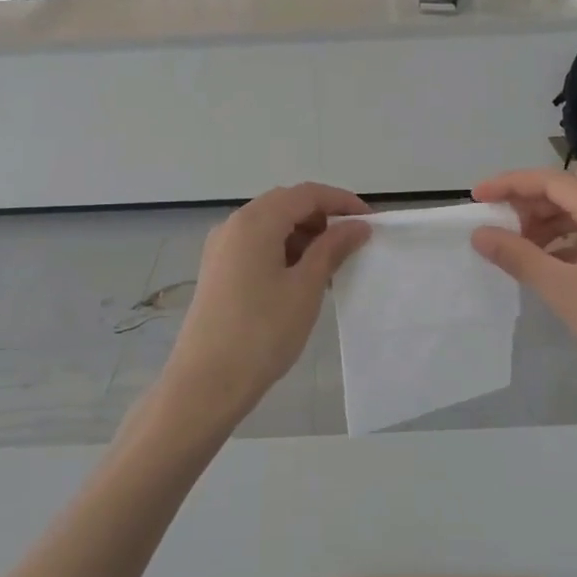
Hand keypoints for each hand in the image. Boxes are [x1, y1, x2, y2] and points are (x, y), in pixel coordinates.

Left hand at [161, 183, 371, 431]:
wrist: (206, 382)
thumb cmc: (262, 332)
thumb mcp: (306, 288)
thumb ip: (332, 249)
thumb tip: (357, 225)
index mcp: (255, 221)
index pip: (306, 194)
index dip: (342, 201)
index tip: (370, 223)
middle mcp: (234, 225)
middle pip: (286, 205)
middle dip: (322, 218)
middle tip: (351, 245)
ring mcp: (221, 248)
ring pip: (270, 225)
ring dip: (303, 236)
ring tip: (329, 267)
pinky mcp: (217, 270)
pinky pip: (256, 245)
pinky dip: (283, 251)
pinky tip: (300, 280)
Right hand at [470, 168, 576, 399]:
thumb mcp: (561, 288)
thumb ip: (518, 256)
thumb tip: (480, 233)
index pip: (549, 181)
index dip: (510, 184)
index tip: (477, 197)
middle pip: (565, 194)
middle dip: (526, 205)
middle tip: (495, 226)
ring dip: (544, 225)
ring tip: (518, 249)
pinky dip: (564, 242)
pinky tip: (549, 265)